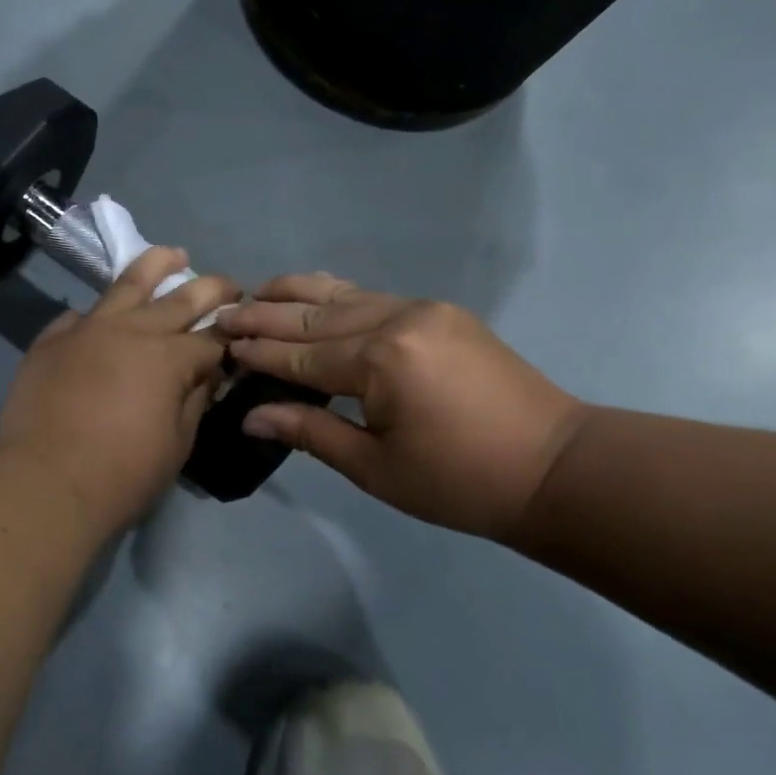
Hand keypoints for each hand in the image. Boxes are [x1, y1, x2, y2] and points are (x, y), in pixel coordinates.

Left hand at [0, 248, 241, 535]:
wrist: (44, 482)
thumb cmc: (121, 474)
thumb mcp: (177, 444)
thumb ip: (195, 400)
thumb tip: (208, 374)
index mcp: (169, 357)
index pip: (211, 339)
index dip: (229, 339)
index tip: (240, 337)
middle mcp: (133, 330)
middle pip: (180, 299)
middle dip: (211, 289)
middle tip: (229, 285)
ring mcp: (89, 328)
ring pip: (128, 283)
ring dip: (157, 265)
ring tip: (174, 254)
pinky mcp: (53, 339)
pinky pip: (80, 315)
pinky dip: (98, 312)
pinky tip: (103, 312)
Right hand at [217, 274, 586, 539]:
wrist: (555, 466)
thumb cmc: (461, 482)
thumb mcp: (377, 468)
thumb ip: (311, 431)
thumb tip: (251, 415)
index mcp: (380, 361)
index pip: (301, 355)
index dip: (259, 354)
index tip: (220, 346)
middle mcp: (396, 320)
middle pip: (315, 316)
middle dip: (265, 316)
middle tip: (224, 313)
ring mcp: (421, 309)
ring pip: (343, 294)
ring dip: (296, 294)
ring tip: (257, 292)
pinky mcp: (439, 312)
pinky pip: (372, 296)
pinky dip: (335, 296)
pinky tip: (313, 295)